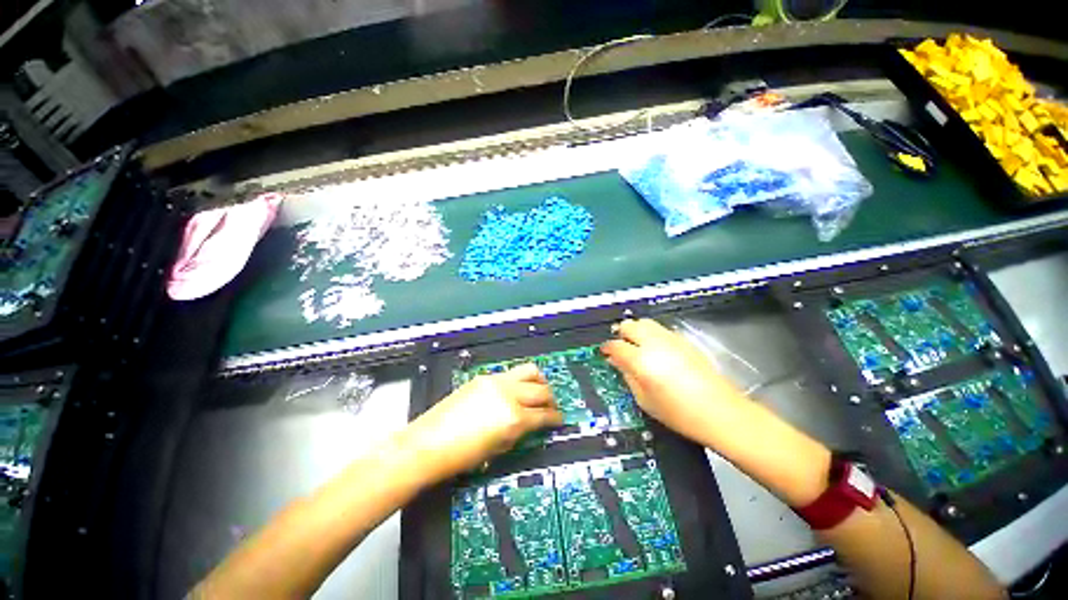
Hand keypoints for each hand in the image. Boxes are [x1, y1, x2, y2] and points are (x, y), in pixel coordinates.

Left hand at [404, 364, 562, 479]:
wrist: (427, 444)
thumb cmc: (461, 456)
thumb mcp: (498, 449)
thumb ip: (519, 432)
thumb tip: (532, 424)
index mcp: (513, 417)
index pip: (544, 414)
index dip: (555, 418)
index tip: (558, 419)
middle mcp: (508, 394)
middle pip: (541, 390)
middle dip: (551, 399)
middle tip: (550, 408)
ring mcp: (496, 382)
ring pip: (529, 371)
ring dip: (539, 381)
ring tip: (538, 390)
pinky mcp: (484, 377)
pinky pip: (510, 374)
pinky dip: (519, 381)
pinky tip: (514, 391)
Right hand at [601, 319, 746, 445]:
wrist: (721, 412)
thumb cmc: (678, 413)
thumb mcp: (644, 400)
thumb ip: (627, 376)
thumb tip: (617, 362)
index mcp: (641, 360)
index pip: (616, 345)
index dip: (607, 348)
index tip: (605, 353)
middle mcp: (654, 343)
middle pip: (630, 325)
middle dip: (621, 334)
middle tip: (621, 347)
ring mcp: (671, 339)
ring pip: (645, 323)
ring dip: (636, 330)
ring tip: (637, 346)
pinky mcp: (685, 341)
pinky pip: (661, 330)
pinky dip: (652, 334)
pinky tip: (657, 350)